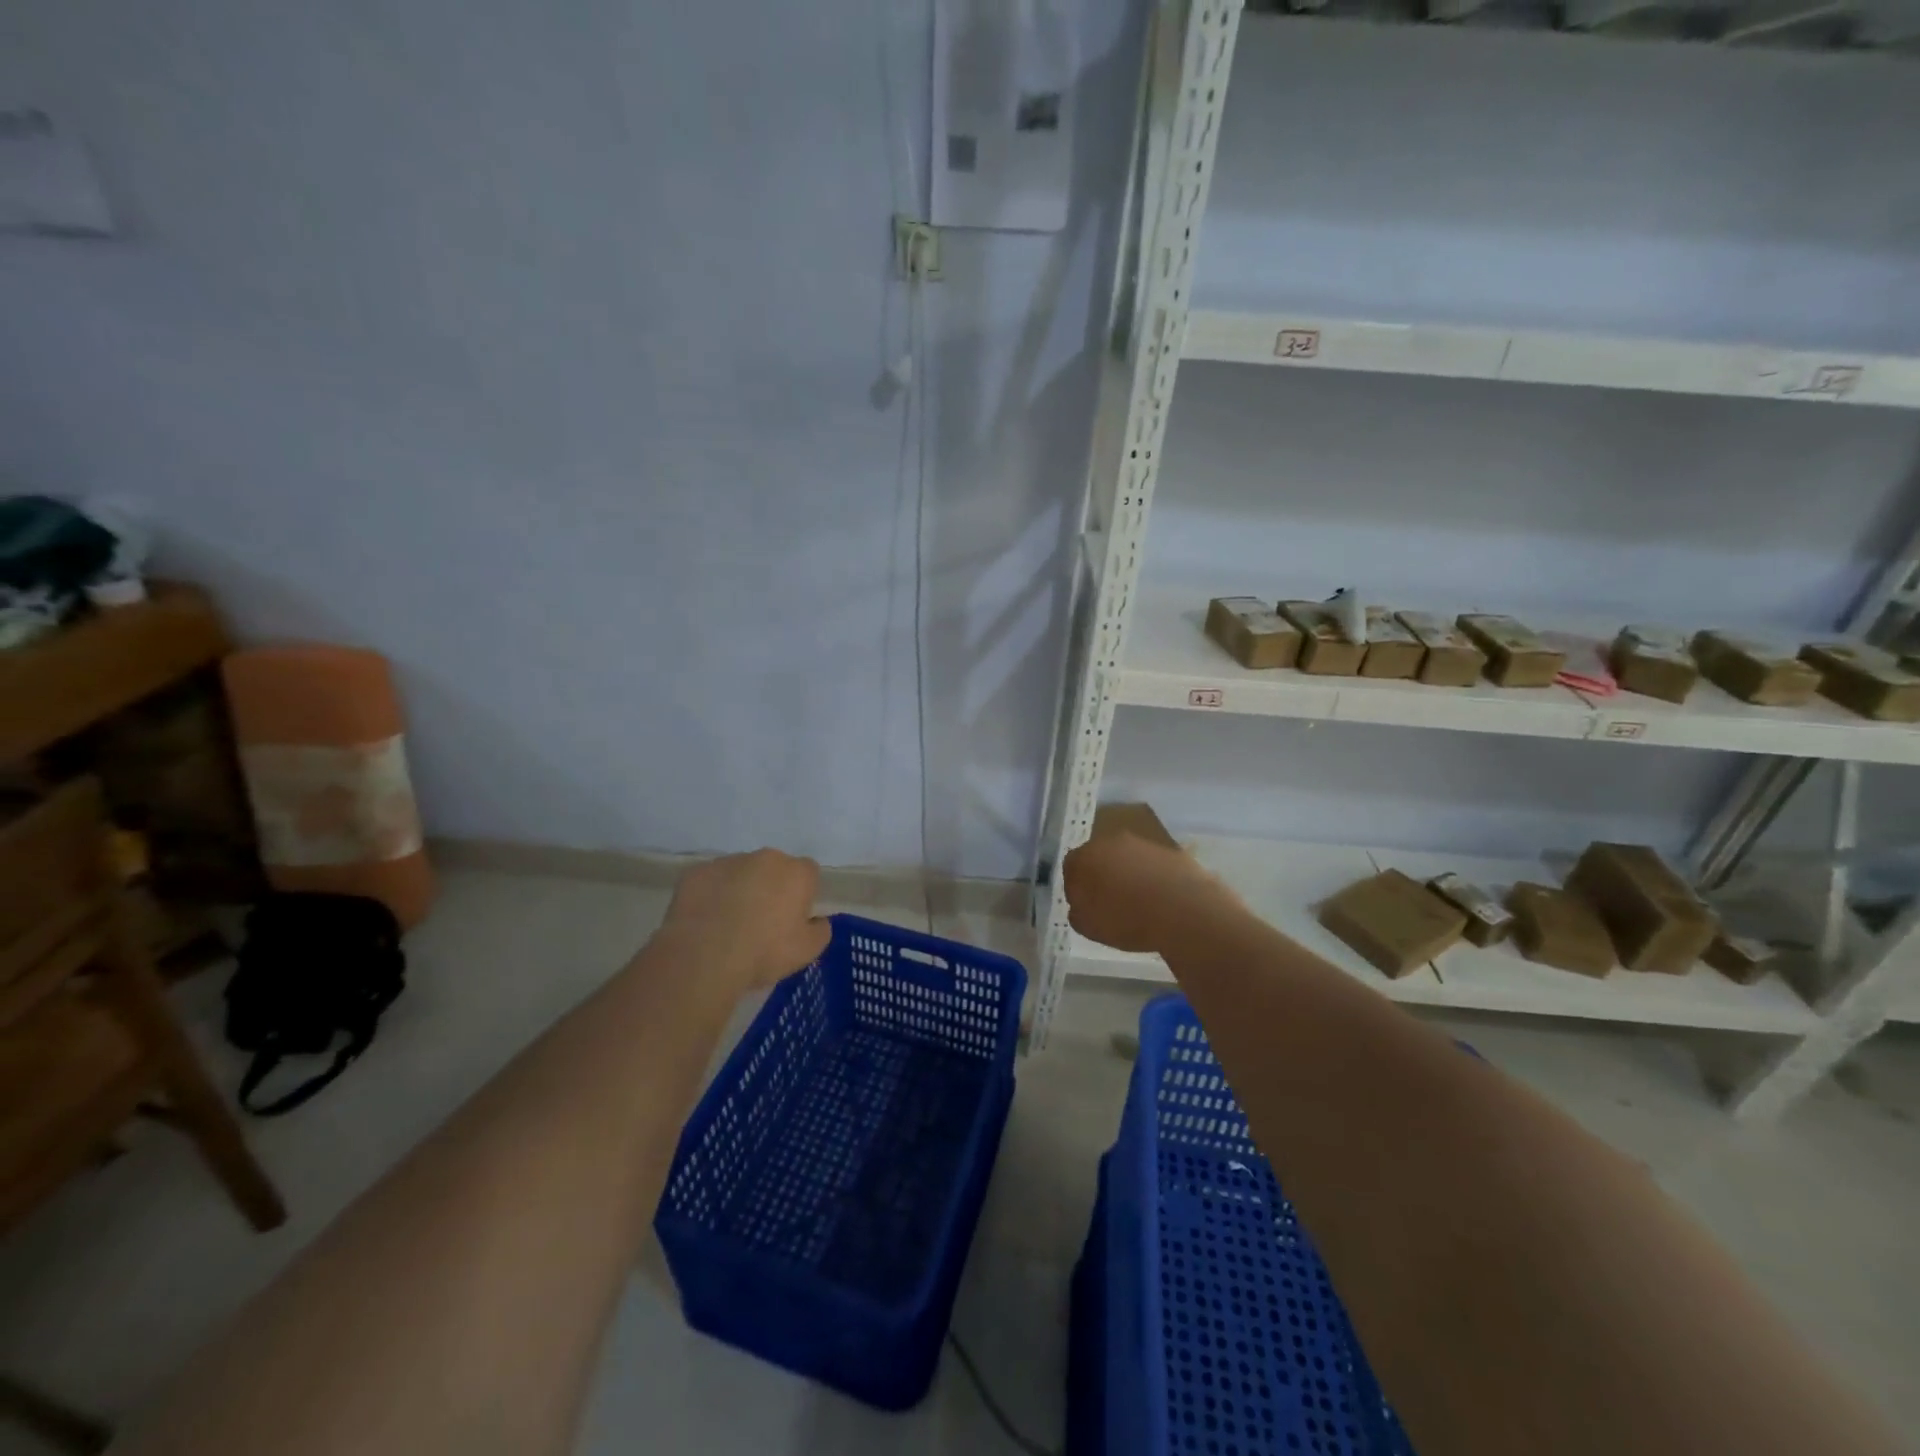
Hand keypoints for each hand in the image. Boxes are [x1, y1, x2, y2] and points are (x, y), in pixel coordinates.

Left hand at [662, 849, 832, 991]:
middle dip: (771, 888)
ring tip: (728, 925)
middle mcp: (765, 858)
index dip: (802, 895)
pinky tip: (705, 922)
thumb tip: (817, 920)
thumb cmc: (764, 952)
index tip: (793, 919)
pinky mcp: (696, 873)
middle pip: (774, 869)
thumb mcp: (808, 951)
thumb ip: (821, 930)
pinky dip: (711, 896)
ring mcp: (728, 862)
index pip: (809, 873)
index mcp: (797, 872)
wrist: (704, 956)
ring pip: (741, 873)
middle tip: (761, 922)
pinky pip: (710, 882)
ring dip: (740, 890)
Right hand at [1063, 829, 1237, 953]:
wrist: (1182, 909)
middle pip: (1100, 857)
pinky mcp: (1169, 849)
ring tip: (1138, 902)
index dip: (1076, 887)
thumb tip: (1080, 903)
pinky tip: (1160, 899)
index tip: (1085, 905)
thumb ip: (1077, 911)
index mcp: (1084, 857)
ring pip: (1127, 858)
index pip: (1071, 867)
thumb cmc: (1126, 919)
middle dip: (1102, 875)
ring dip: (1128, 874)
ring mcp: (1142, 843)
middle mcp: (1110, 841)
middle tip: (1109, 902)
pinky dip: (1152, 877)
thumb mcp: (1088, 927)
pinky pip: (1152, 864)